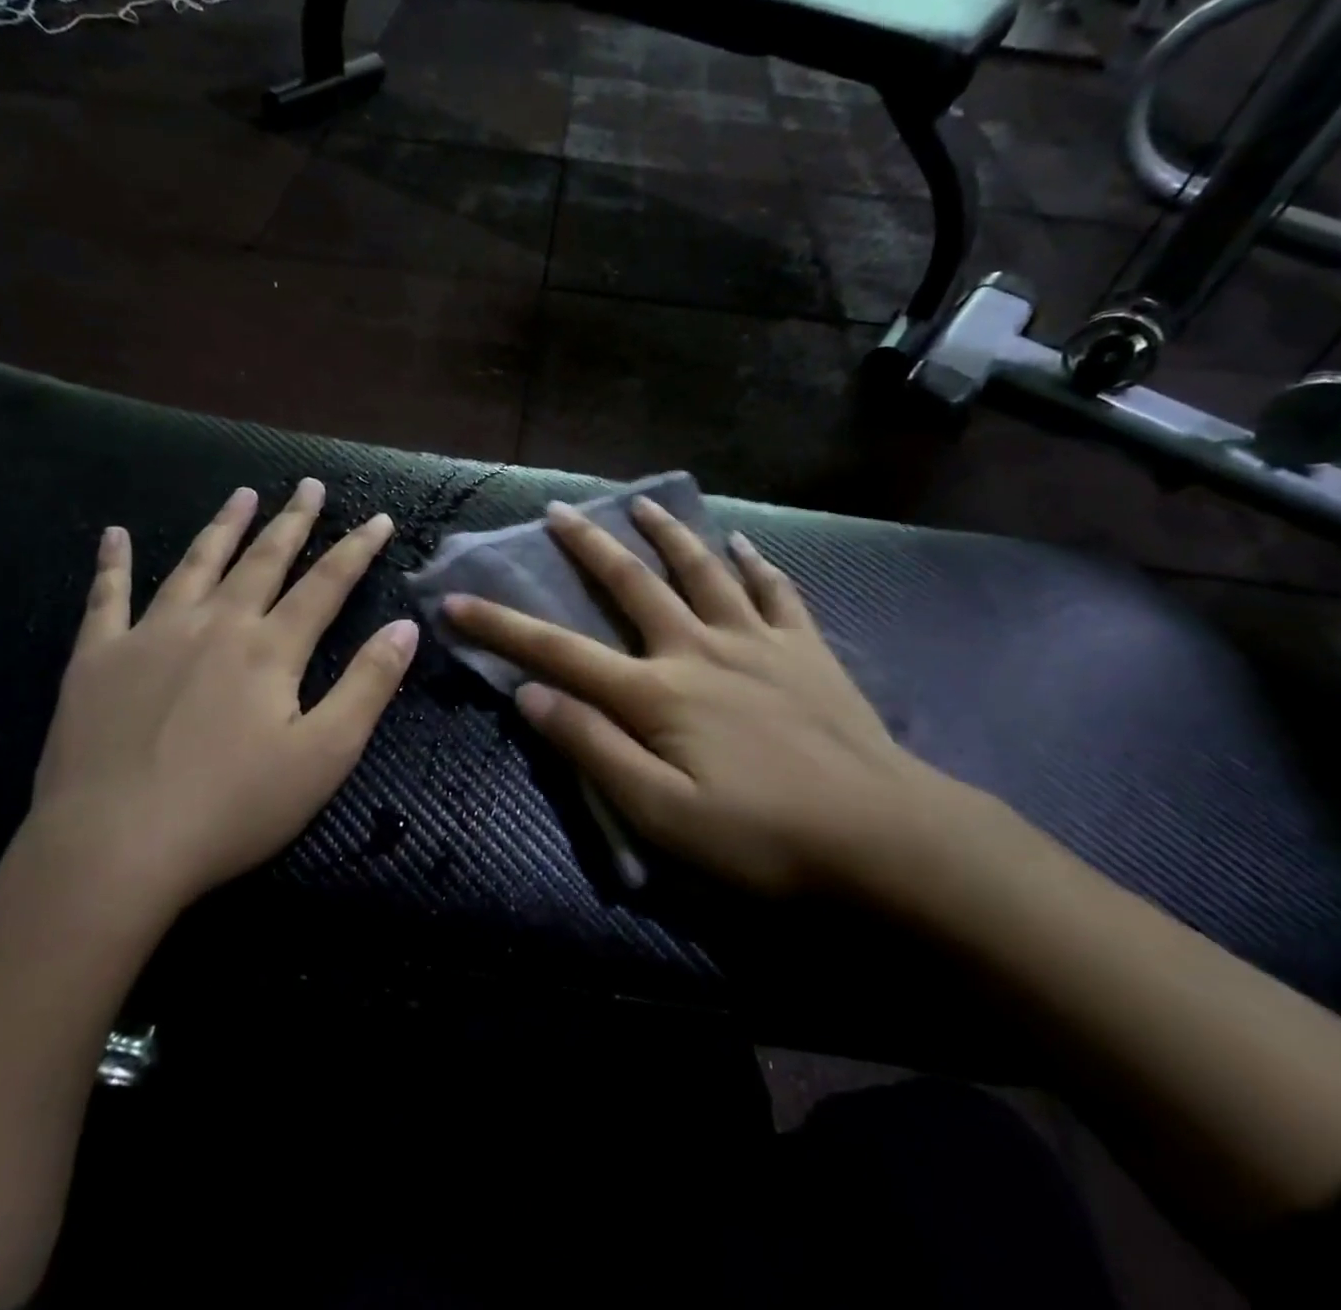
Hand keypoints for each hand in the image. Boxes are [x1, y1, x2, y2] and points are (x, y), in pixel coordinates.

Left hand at [18, 479, 418, 925]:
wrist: (113, 849)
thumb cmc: (233, 809)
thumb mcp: (324, 755)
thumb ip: (368, 686)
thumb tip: (406, 629)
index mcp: (270, 649)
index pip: (326, 584)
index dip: (356, 549)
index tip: (378, 518)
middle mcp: (214, 625)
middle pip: (262, 561)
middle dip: (292, 521)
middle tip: (308, 484)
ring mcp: (150, 636)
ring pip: (195, 565)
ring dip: (223, 527)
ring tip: (242, 495)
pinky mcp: (97, 659)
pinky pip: (107, 598)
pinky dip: (113, 563)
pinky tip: (115, 534)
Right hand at [443, 498, 987, 901]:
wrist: (883, 836)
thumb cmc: (762, 837)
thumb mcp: (661, 814)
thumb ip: (594, 749)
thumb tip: (531, 695)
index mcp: (656, 693)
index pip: (559, 652)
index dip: (502, 627)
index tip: (456, 601)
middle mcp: (699, 649)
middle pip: (632, 585)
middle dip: (587, 547)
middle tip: (558, 510)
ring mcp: (757, 642)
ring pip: (704, 570)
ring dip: (668, 534)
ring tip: (642, 504)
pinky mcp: (805, 650)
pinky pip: (775, 592)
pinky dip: (755, 564)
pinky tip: (743, 544)